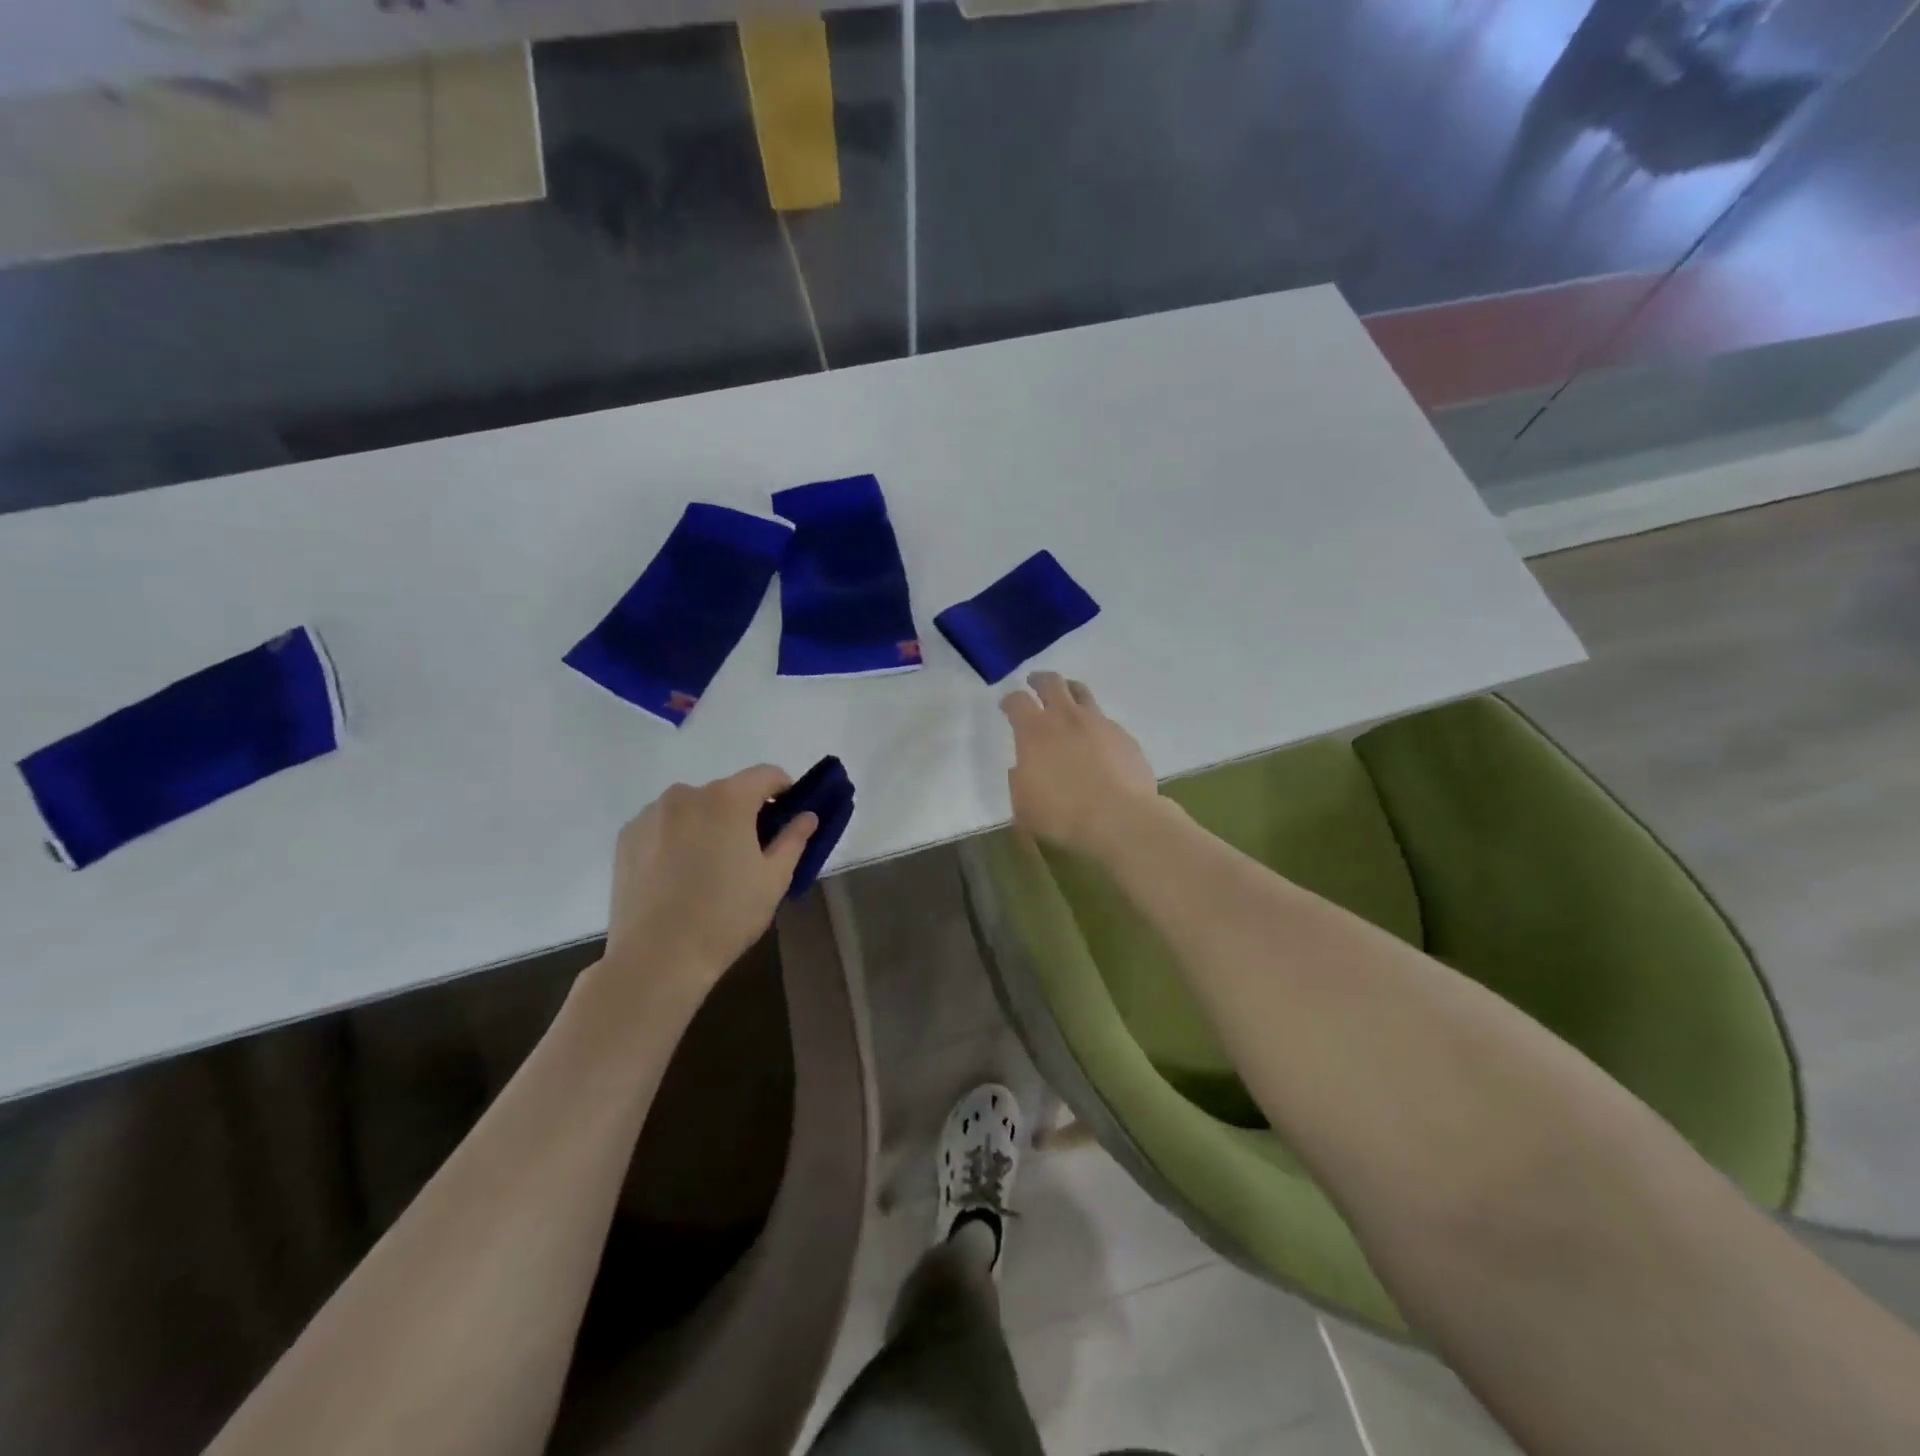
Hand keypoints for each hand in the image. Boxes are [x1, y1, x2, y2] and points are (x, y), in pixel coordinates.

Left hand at [601, 765, 816, 997]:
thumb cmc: (726, 915)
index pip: (766, 775)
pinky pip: (663, 825)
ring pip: (693, 808)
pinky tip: (678, 875)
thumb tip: (806, 815)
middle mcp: (686, 794)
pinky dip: (677, 838)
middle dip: (744, 812)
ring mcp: (651, 814)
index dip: (784, 789)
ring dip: (708, 824)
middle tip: (750, 851)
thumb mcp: (774, 879)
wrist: (656, 958)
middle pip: (727, 791)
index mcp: (728, 799)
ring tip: (709, 867)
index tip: (789, 815)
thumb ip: (794, 838)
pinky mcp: (626, 837)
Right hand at [1000, 673, 1158, 857]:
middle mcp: (1066, 718)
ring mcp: (1099, 723)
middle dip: (1040, 680)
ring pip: (1082, 692)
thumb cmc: (1063, 816)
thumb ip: (1020, 781)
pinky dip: (1095, 724)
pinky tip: (1096, 740)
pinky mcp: (1124, 737)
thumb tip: (1022, 769)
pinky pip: (1105, 721)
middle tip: (1035, 683)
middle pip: (1051, 682)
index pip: (1017, 701)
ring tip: (1067, 697)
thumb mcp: (1023, 806)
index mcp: (1035, 732)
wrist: (1121, 820)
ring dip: (1070, 691)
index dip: (1009, 700)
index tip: (1007, 705)